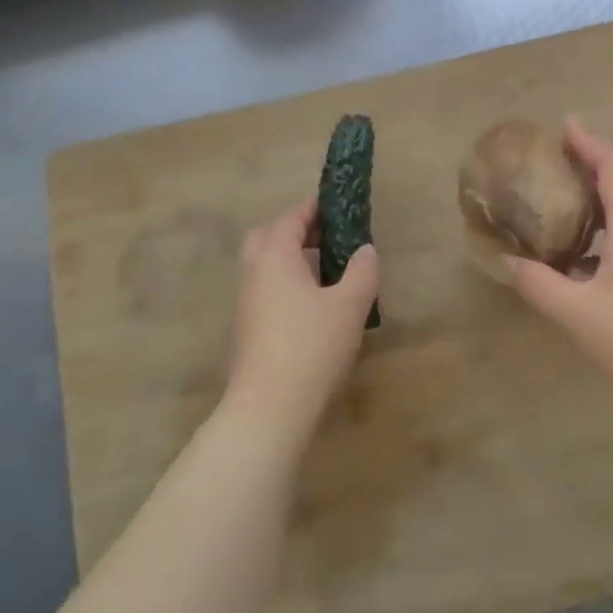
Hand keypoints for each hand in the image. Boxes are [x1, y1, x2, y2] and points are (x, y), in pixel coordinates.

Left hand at [225, 198, 378, 433]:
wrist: (269, 407)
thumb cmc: (312, 346)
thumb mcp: (350, 305)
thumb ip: (362, 270)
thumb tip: (365, 250)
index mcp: (274, 256)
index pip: (292, 217)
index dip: (316, 208)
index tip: (340, 205)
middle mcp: (254, 272)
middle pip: (268, 236)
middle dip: (295, 230)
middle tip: (328, 237)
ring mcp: (246, 302)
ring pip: (265, 265)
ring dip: (291, 258)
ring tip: (327, 269)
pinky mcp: (248, 328)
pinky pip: (266, 289)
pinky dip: (286, 283)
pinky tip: (314, 304)